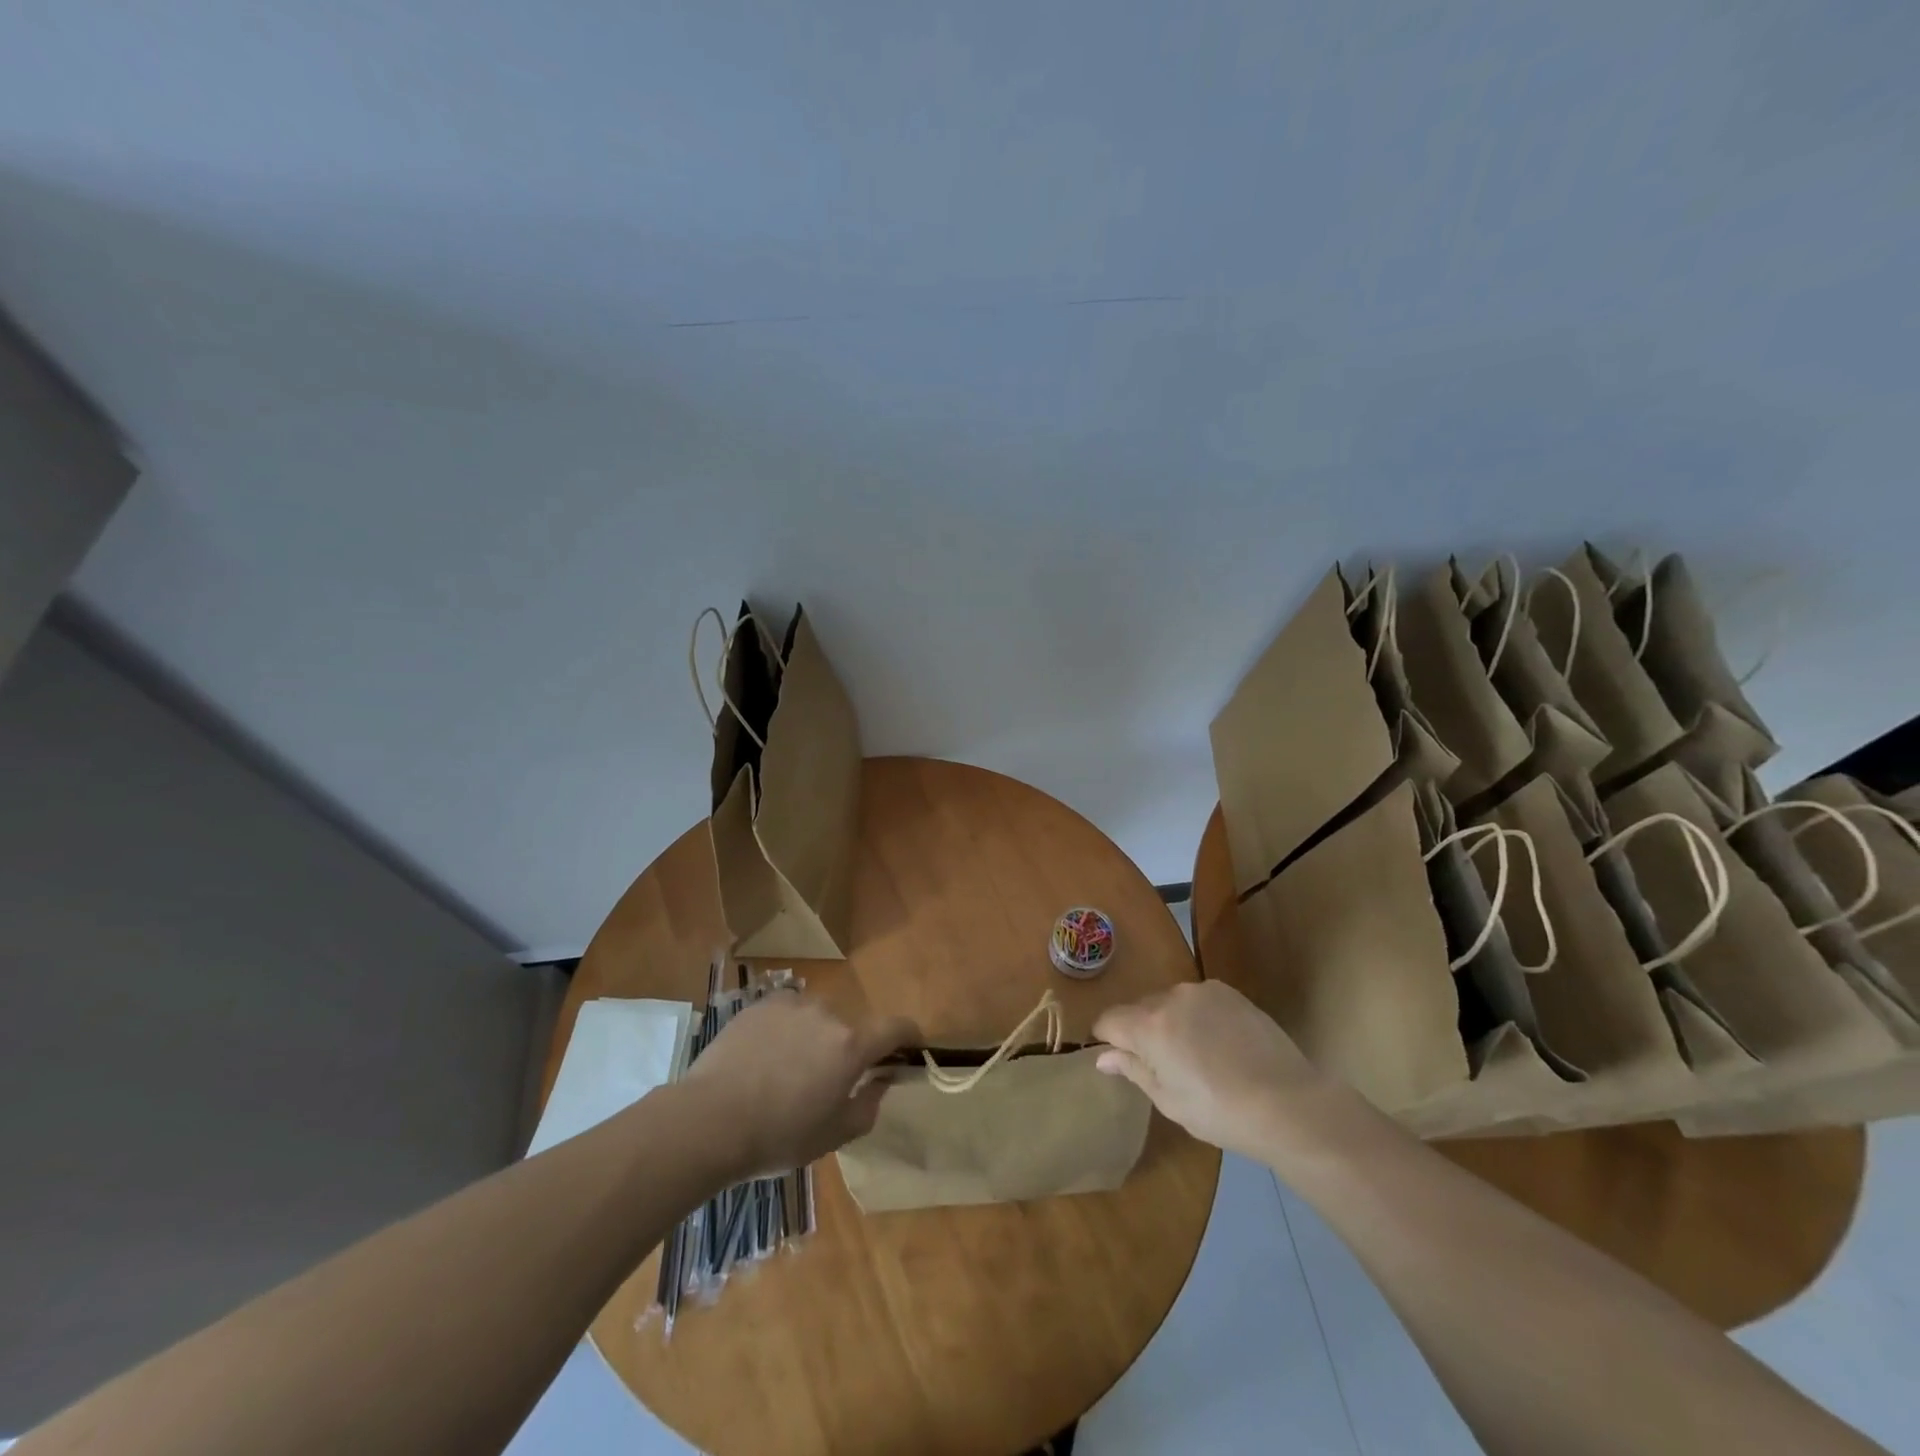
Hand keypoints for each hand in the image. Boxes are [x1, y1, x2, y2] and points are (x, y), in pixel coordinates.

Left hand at [681, 993, 917, 1175]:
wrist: (708, 1120)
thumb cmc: (777, 1136)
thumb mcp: (832, 1136)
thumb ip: (868, 1106)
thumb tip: (880, 1083)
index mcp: (851, 1045)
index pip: (896, 1027)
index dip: (909, 1035)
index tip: (911, 1047)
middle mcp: (827, 1014)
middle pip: (850, 1027)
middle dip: (846, 1049)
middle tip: (825, 1082)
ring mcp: (791, 1004)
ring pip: (816, 1018)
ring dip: (814, 1038)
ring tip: (786, 1072)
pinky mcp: (760, 1005)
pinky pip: (786, 1014)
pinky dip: (785, 1031)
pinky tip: (762, 1060)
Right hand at [1093, 982, 1332, 1159]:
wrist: (1288, 1104)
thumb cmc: (1221, 1112)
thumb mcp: (1169, 1100)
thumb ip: (1133, 1070)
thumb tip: (1103, 1056)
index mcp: (1149, 1025)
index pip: (1108, 1020)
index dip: (1107, 1040)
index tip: (1120, 1061)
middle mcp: (1171, 997)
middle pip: (1139, 1009)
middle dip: (1141, 1032)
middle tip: (1164, 1067)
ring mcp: (1203, 991)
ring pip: (1170, 1002)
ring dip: (1171, 1022)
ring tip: (1197, 1057)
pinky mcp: (1230, 992)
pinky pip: (1198, 1000)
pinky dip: (1198, 1017)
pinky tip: (1220, 1045)